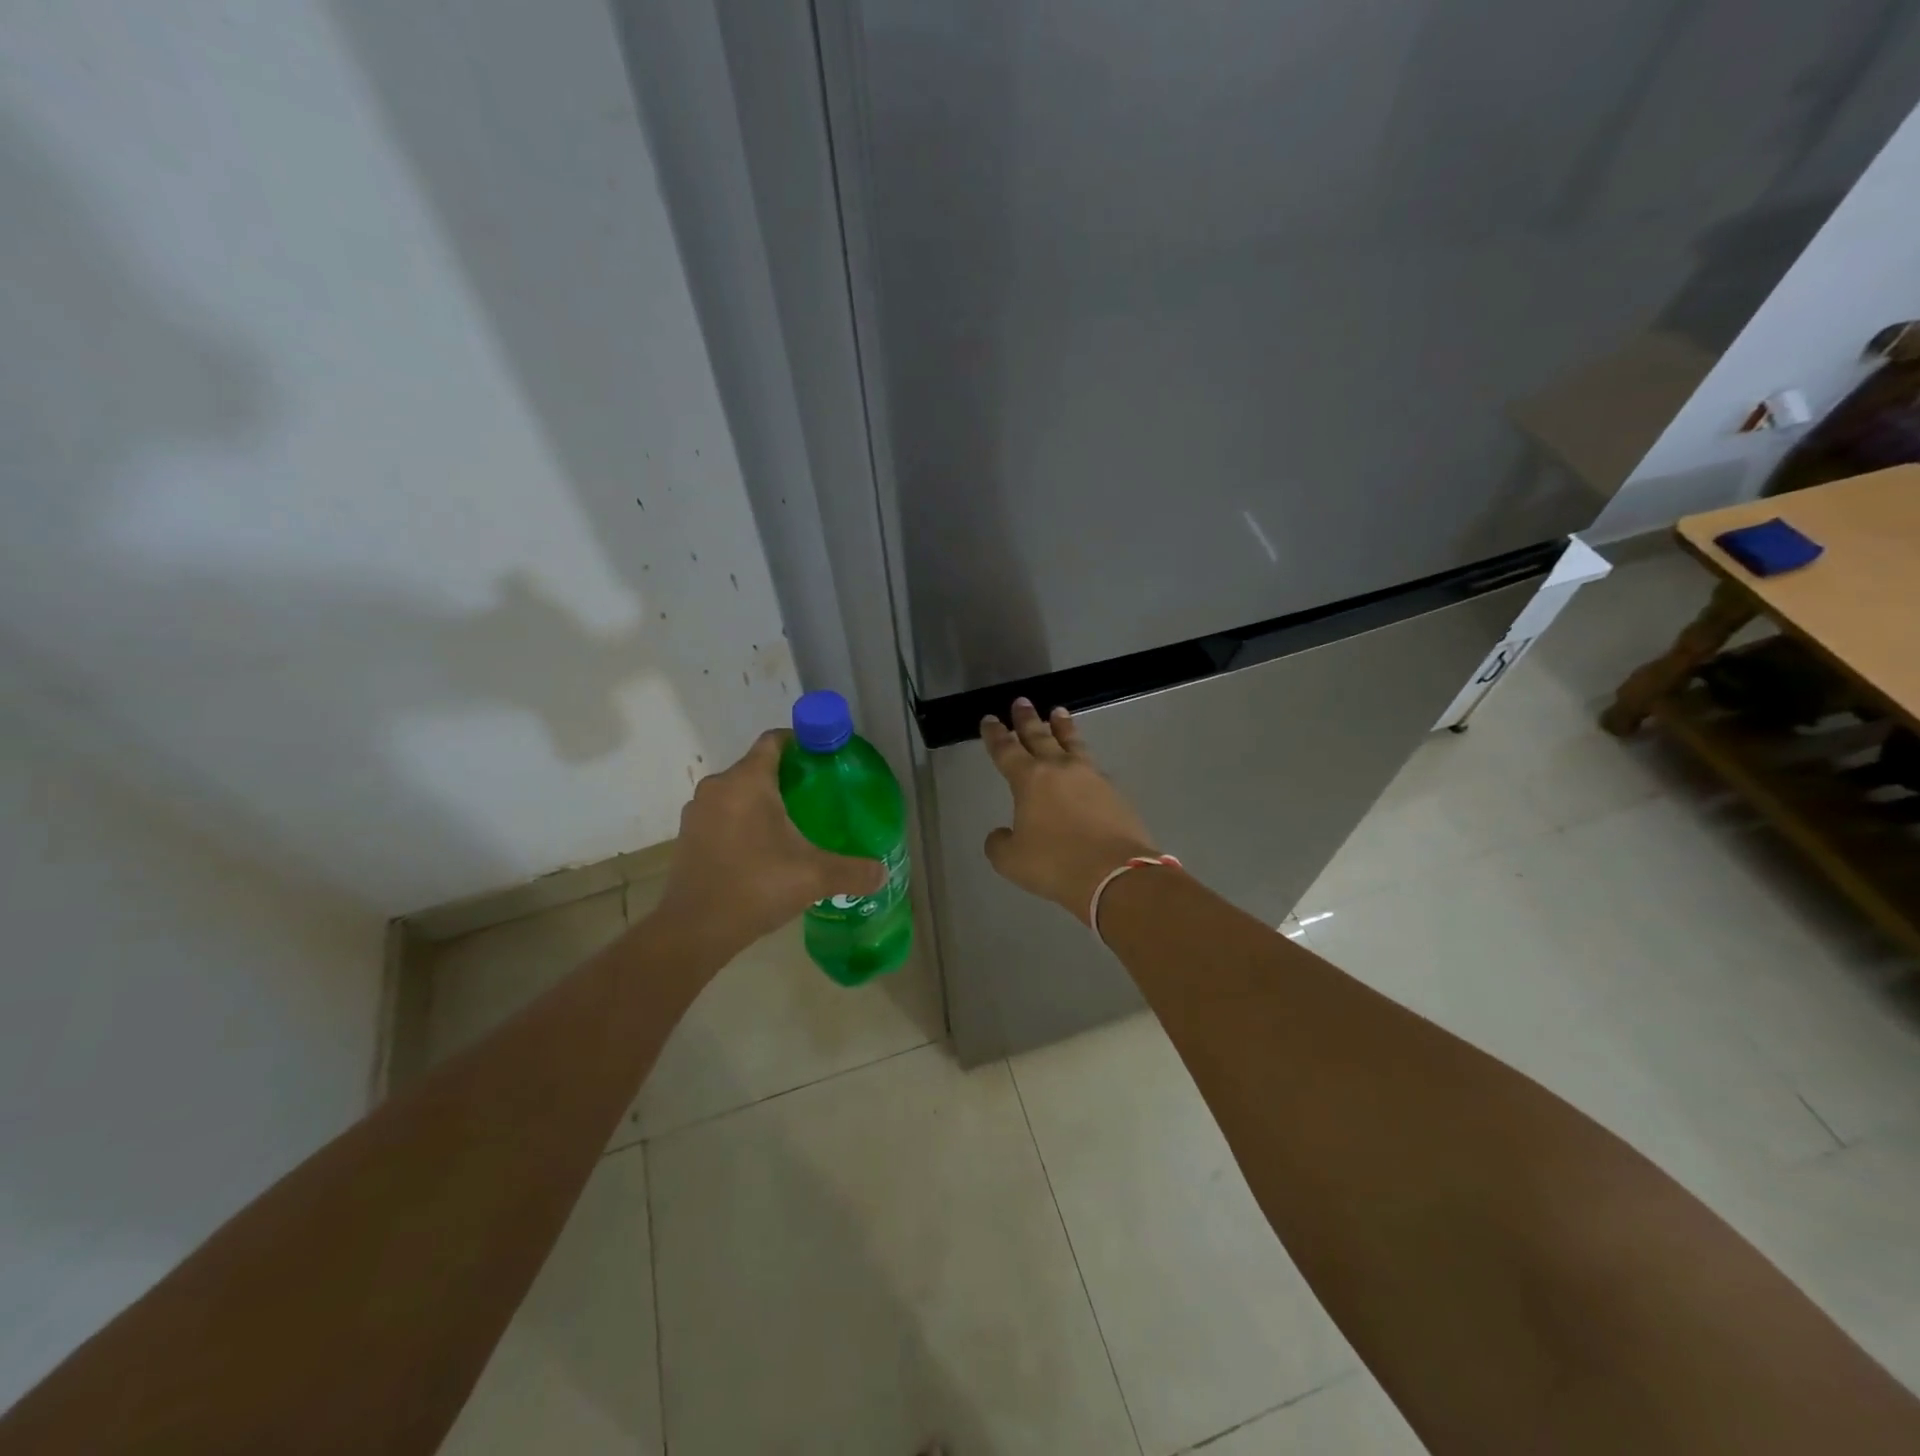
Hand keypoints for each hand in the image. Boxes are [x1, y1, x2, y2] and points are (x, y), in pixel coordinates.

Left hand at [654, 730, 885, 961]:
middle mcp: (718, 787)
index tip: (823, 758)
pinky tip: (762, 851)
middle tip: (817, 798)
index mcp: (748, 781)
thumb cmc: (756, 887)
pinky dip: (742, 823)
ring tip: (792, 825)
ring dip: (761, 802)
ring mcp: (698, 812)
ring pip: (737, 793)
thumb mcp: (814, 877)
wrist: (693, 930)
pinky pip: (722, 816)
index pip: (774, 741)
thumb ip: (853, 871)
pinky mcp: (687, 837)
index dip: (800, 742)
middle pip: (756, 767)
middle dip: (786, 777)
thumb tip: (882, 873)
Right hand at [981, 699, 1158, 923]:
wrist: (1116, 874)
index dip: (995, 735)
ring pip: (1072, 743)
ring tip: (1058, 712)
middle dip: (1027, 719)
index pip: (1006, 750)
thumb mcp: (1011, 861)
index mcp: (1029, 779)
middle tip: (1022, 702)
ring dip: (1063, 727)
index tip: (989, 719)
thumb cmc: (1055, 864)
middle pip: (1040, 736)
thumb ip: (1000, 843)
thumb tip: (1001, 833)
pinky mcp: (1114, 792)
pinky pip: (1093, 767)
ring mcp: (1091, 777)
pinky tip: (1085, 763)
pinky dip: (1083, 759)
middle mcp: (1060, 769)